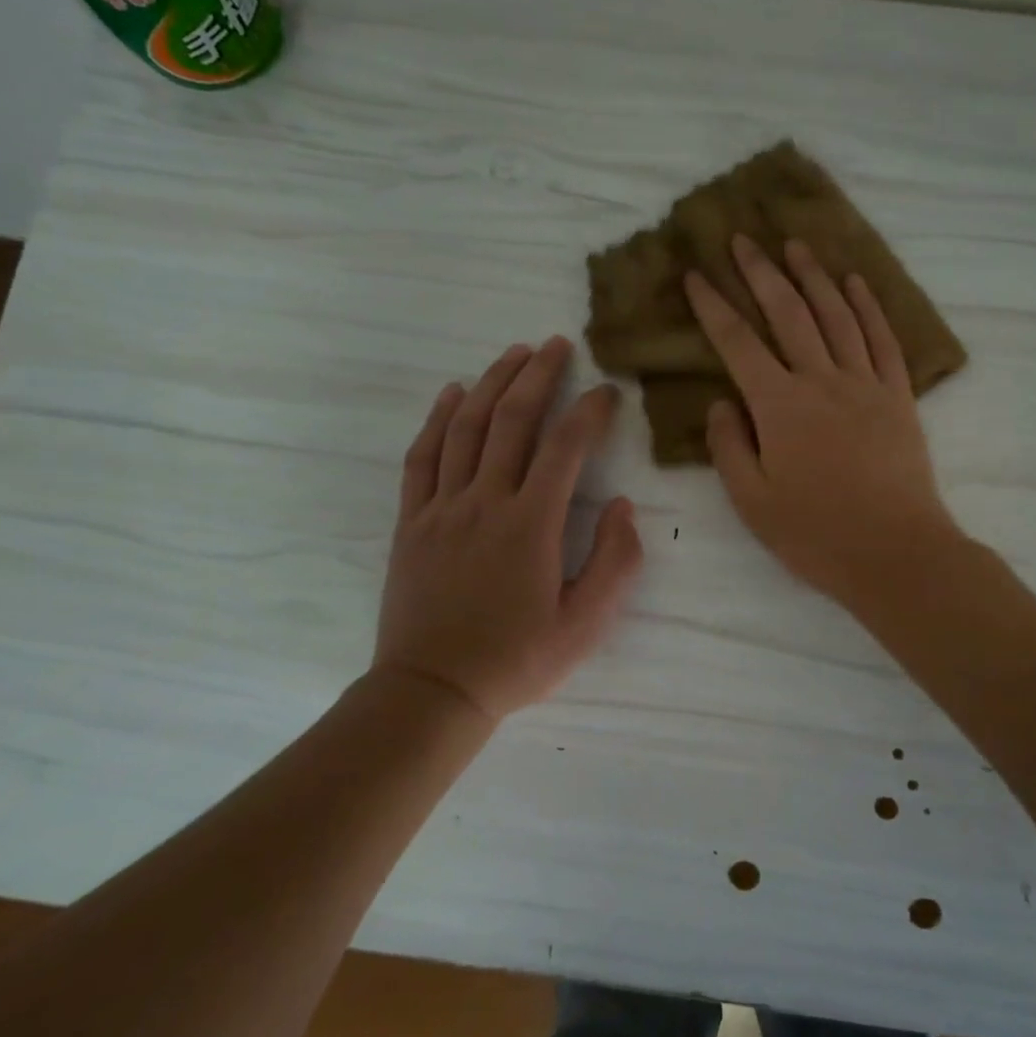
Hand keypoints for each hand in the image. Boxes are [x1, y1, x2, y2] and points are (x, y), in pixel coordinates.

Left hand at [372, 338, 643, 721]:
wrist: (432, 693)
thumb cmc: (517, 660)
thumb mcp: (586, 624)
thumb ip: (615, 562)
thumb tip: (622, 506)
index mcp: (531, 524)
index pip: (566, 447)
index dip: (590, 411)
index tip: (607, 391)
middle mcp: (485, 502)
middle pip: (511, 420)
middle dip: (537, 375)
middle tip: (557, 344)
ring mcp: (442, 508)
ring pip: (466, 428)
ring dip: (491, 383)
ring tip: (513, 353)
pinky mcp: (413, 521)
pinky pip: (423, 457)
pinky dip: (438, 419)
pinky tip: (452, 394)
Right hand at [685, 236, 961, 611]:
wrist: (896, 553)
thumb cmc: (816, 534)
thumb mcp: (751, 501)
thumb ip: (729, 445)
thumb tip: (722, 401)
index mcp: (779, 406)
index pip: (737, 343)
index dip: (713, 306)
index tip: (696, 274)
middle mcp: (821, 381)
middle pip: (787, 313)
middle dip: (761, 272)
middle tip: (743, 238)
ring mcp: (865, 384)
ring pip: (836, 315)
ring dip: (814, 276)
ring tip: (795, 245)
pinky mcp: (899, 396)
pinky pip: (882, 339)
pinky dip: (868, 306)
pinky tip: (855, 282)